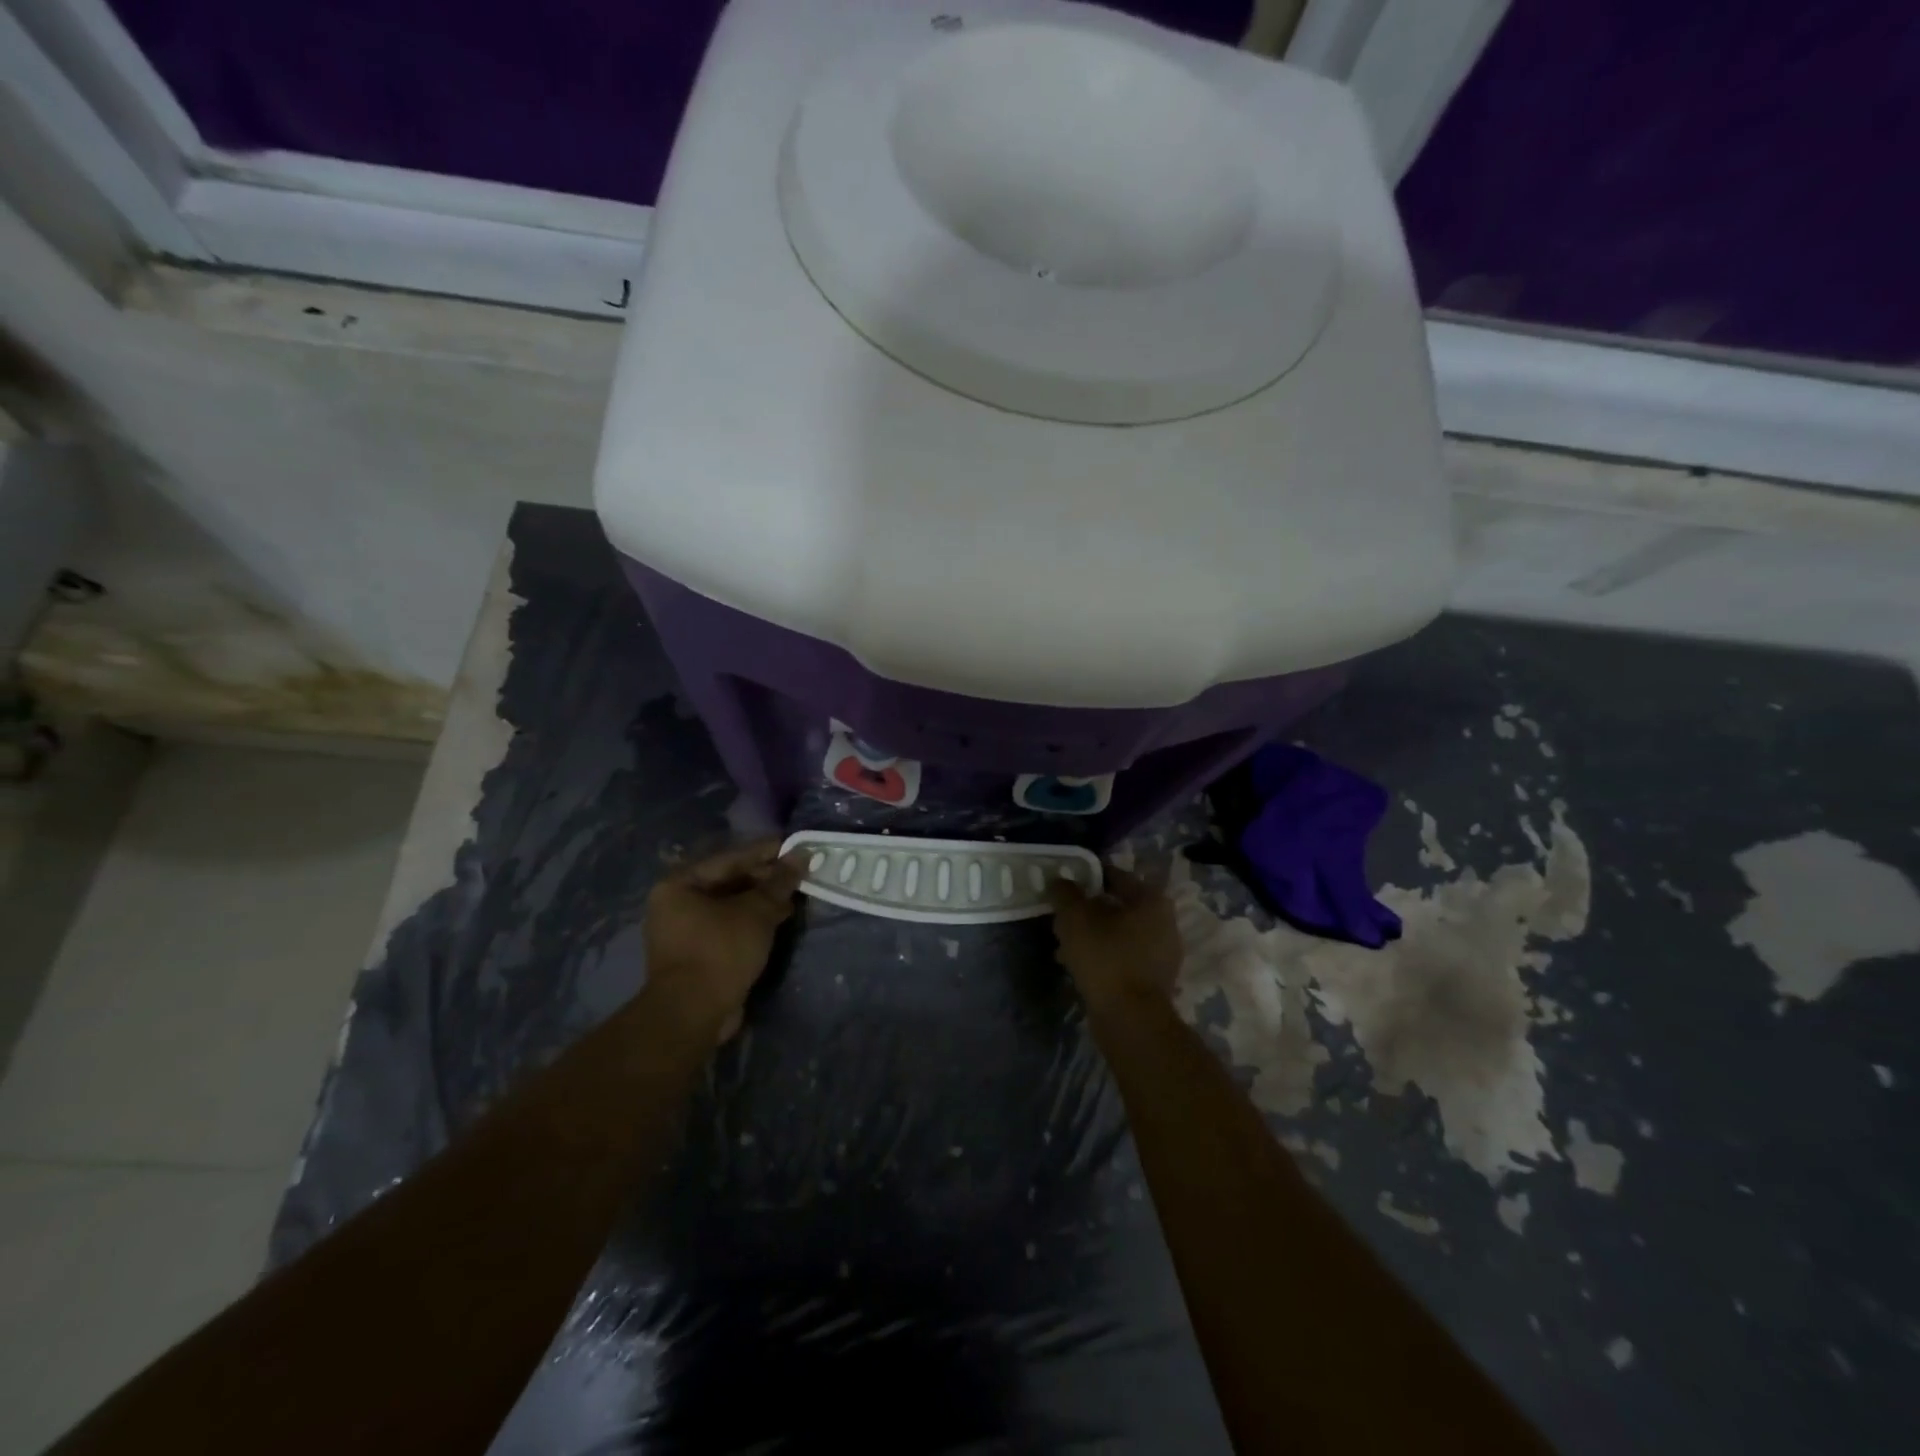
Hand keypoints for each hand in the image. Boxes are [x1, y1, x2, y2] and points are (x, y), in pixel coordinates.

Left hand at [644, 839, 803, 1041]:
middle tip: (799, 875)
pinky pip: (729, 927)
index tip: (796, 847)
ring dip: (762, 901)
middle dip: (766, 879)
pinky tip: (779, 919)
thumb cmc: (720, 950)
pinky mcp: (697, 954)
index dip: (766, 852)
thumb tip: (802, 854)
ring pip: (731, 906)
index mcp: (680, 884)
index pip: (730, 858)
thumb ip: (779, 881)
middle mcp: (676, 904)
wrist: (694, 1013)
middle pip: (729, 881)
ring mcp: (685, 931)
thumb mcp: (756, 911)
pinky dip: (752, 921)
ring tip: (794, 897)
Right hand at [1047, 866, 1182, 1011]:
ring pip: (1119, 933)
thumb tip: (1060, 880)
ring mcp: (1162, 953)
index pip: (1115, 876)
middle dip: (1088, 910)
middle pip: (1118, 906)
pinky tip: (1077, 965)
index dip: (1087, 877)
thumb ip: (1065, 893)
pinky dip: (1102, 955)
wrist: (1131, 1019)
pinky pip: (1123, 956)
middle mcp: (1164, 922)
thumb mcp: (1075, 918)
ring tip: (1063, 943)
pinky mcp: (1154, 980)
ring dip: (1092, 935)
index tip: (1064, 884)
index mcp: (1151, 900)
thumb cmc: (1105, 958)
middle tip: (1062, 915)